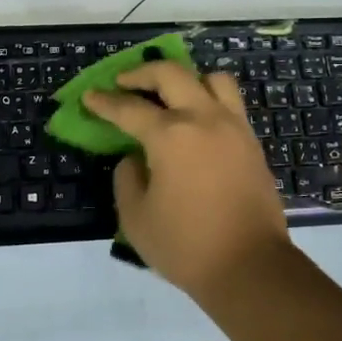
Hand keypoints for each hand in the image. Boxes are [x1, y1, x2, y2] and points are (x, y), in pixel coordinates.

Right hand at [83, 62, 294, 296]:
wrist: (250, 267)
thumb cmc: (186, 245)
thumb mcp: (136, 217)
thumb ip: (127, 178)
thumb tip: (135, 158)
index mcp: (170, 135)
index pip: (129, 108)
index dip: (104, 102)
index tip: (90, 96)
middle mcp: (204, 118)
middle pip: (171, 74)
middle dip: (142, 73)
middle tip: (124, 83)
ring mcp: (234, 127)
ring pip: (212, 79)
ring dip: (186, 78)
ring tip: (171, 95)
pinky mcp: (252, 142)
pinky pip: (231, 103)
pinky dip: (210, 99)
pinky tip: (197, 121)